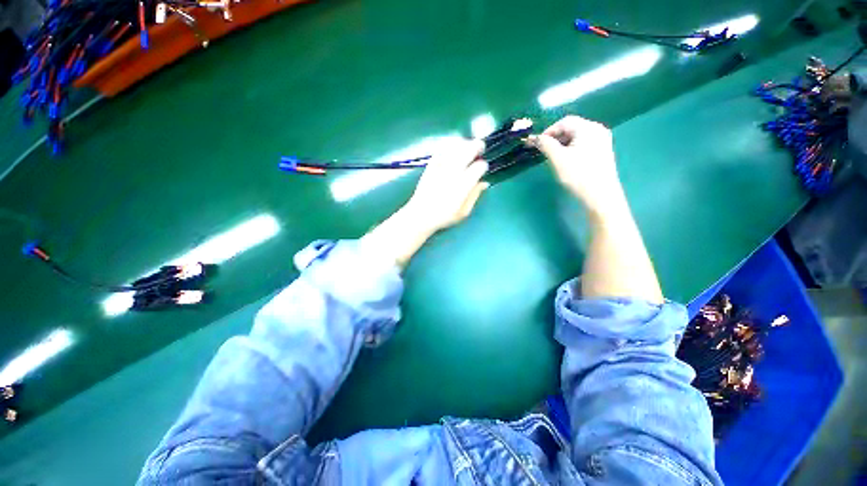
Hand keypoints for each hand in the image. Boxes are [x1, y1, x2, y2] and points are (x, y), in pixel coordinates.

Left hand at [404, 138, 488, 233]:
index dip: (483, 165)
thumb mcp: (463, 212)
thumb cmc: (444, 216)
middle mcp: (453, 173)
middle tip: (481, 147)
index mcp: (463, 186)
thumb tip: (484, 183)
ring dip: (464, 143)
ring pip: (454, 148)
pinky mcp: (430, 166)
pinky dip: (448, 145)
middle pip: (467, 151)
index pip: (478, 167)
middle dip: (476, 146)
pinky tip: (453, 146)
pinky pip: (441, 150)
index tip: (483, 168)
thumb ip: (475, 196)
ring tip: (468, 145)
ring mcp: (440, 168)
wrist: (420, 215)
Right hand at [528, 116, 626, 217]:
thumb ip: (545, 145)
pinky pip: (584, 143)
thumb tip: (533, 137)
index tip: (537, 144)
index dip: (548, 131)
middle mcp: (598, 129)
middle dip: (555, 137)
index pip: (564, 122)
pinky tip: (566, 159)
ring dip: (563, 143)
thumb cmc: (578, 175)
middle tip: (544, 150)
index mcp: (588, 128)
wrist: (600, 195)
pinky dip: (572, 148)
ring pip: (577, 136)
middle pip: (572, 127)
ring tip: (553, 156)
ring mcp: (602, 140)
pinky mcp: (603, 151)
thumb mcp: (558, 159)